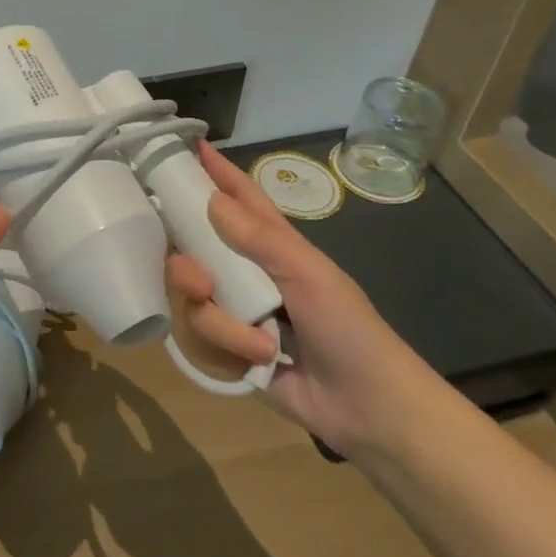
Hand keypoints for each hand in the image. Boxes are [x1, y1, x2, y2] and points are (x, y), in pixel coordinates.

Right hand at [165, 142, 443, 457]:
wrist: (369, 411)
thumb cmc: (349, 330)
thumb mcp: (309, 275)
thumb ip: (258, 239)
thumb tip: (210, 199)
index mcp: (270, 246)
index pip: (238, 198)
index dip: (216, 172)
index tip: (189, 145)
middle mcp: (244, 274)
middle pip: (189, 253)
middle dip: (186, 271)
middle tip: (201, 285)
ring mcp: (233, 314)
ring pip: (189, 304)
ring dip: (223, 328)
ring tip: (261, 346)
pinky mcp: (227, 352)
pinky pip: (197, 344)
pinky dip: (226, 355)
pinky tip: (257, 365)